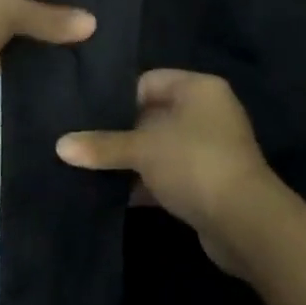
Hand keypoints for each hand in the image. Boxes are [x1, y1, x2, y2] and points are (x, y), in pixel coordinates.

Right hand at [57, 70, 282, 274]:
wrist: (246, 223)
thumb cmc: (194, 164)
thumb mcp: (142, 150)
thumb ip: (102, 145)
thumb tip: (60, 146)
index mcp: (198, 88)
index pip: (148, 81)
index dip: (118, 98)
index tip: (86, 116)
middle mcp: (208, 112)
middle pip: (153, 115)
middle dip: (122, 132)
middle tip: (83, 142)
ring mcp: (211, 148)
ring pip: (161, 147)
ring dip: (134, 161)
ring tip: (92, 169)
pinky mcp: (210, 182)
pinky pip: (171, 174)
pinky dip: (148, 183)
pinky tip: (117, 195)